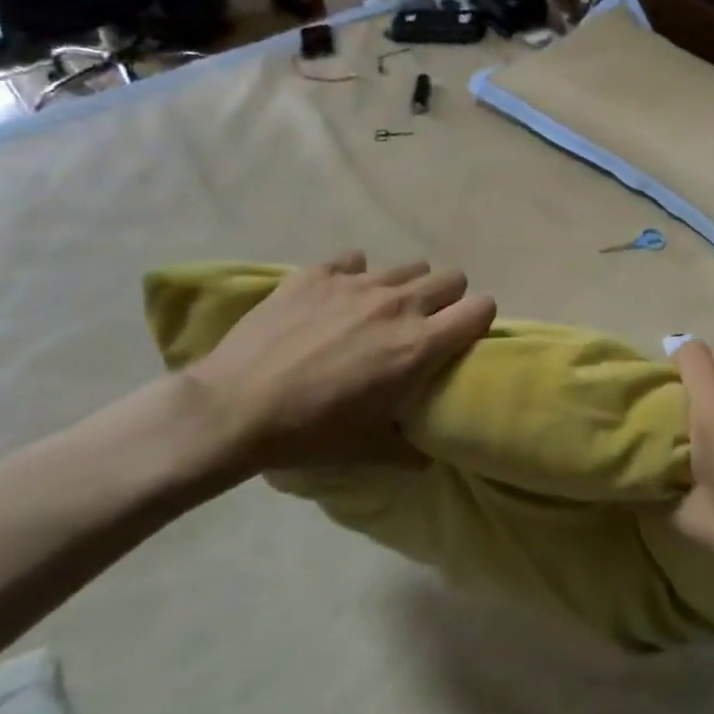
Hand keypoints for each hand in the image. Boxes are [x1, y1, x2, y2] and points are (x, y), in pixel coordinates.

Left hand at [182, 252, 495, 471]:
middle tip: (422, 325)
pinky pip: (354, 260)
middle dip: (446, 299)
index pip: (481, 308)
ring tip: (377, 312)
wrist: (233, 409)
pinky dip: (353, 276)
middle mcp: (398, 304)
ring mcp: (357, 283)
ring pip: (407, 266)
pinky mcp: (318, 273)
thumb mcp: (369, 450)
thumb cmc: (309, 433)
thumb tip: (427, 453)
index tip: (463, 336)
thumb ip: (410, 449)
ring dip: (403, 287)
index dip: (479, 320)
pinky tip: (334, 300)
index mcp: (418, 345)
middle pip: (451, 277)